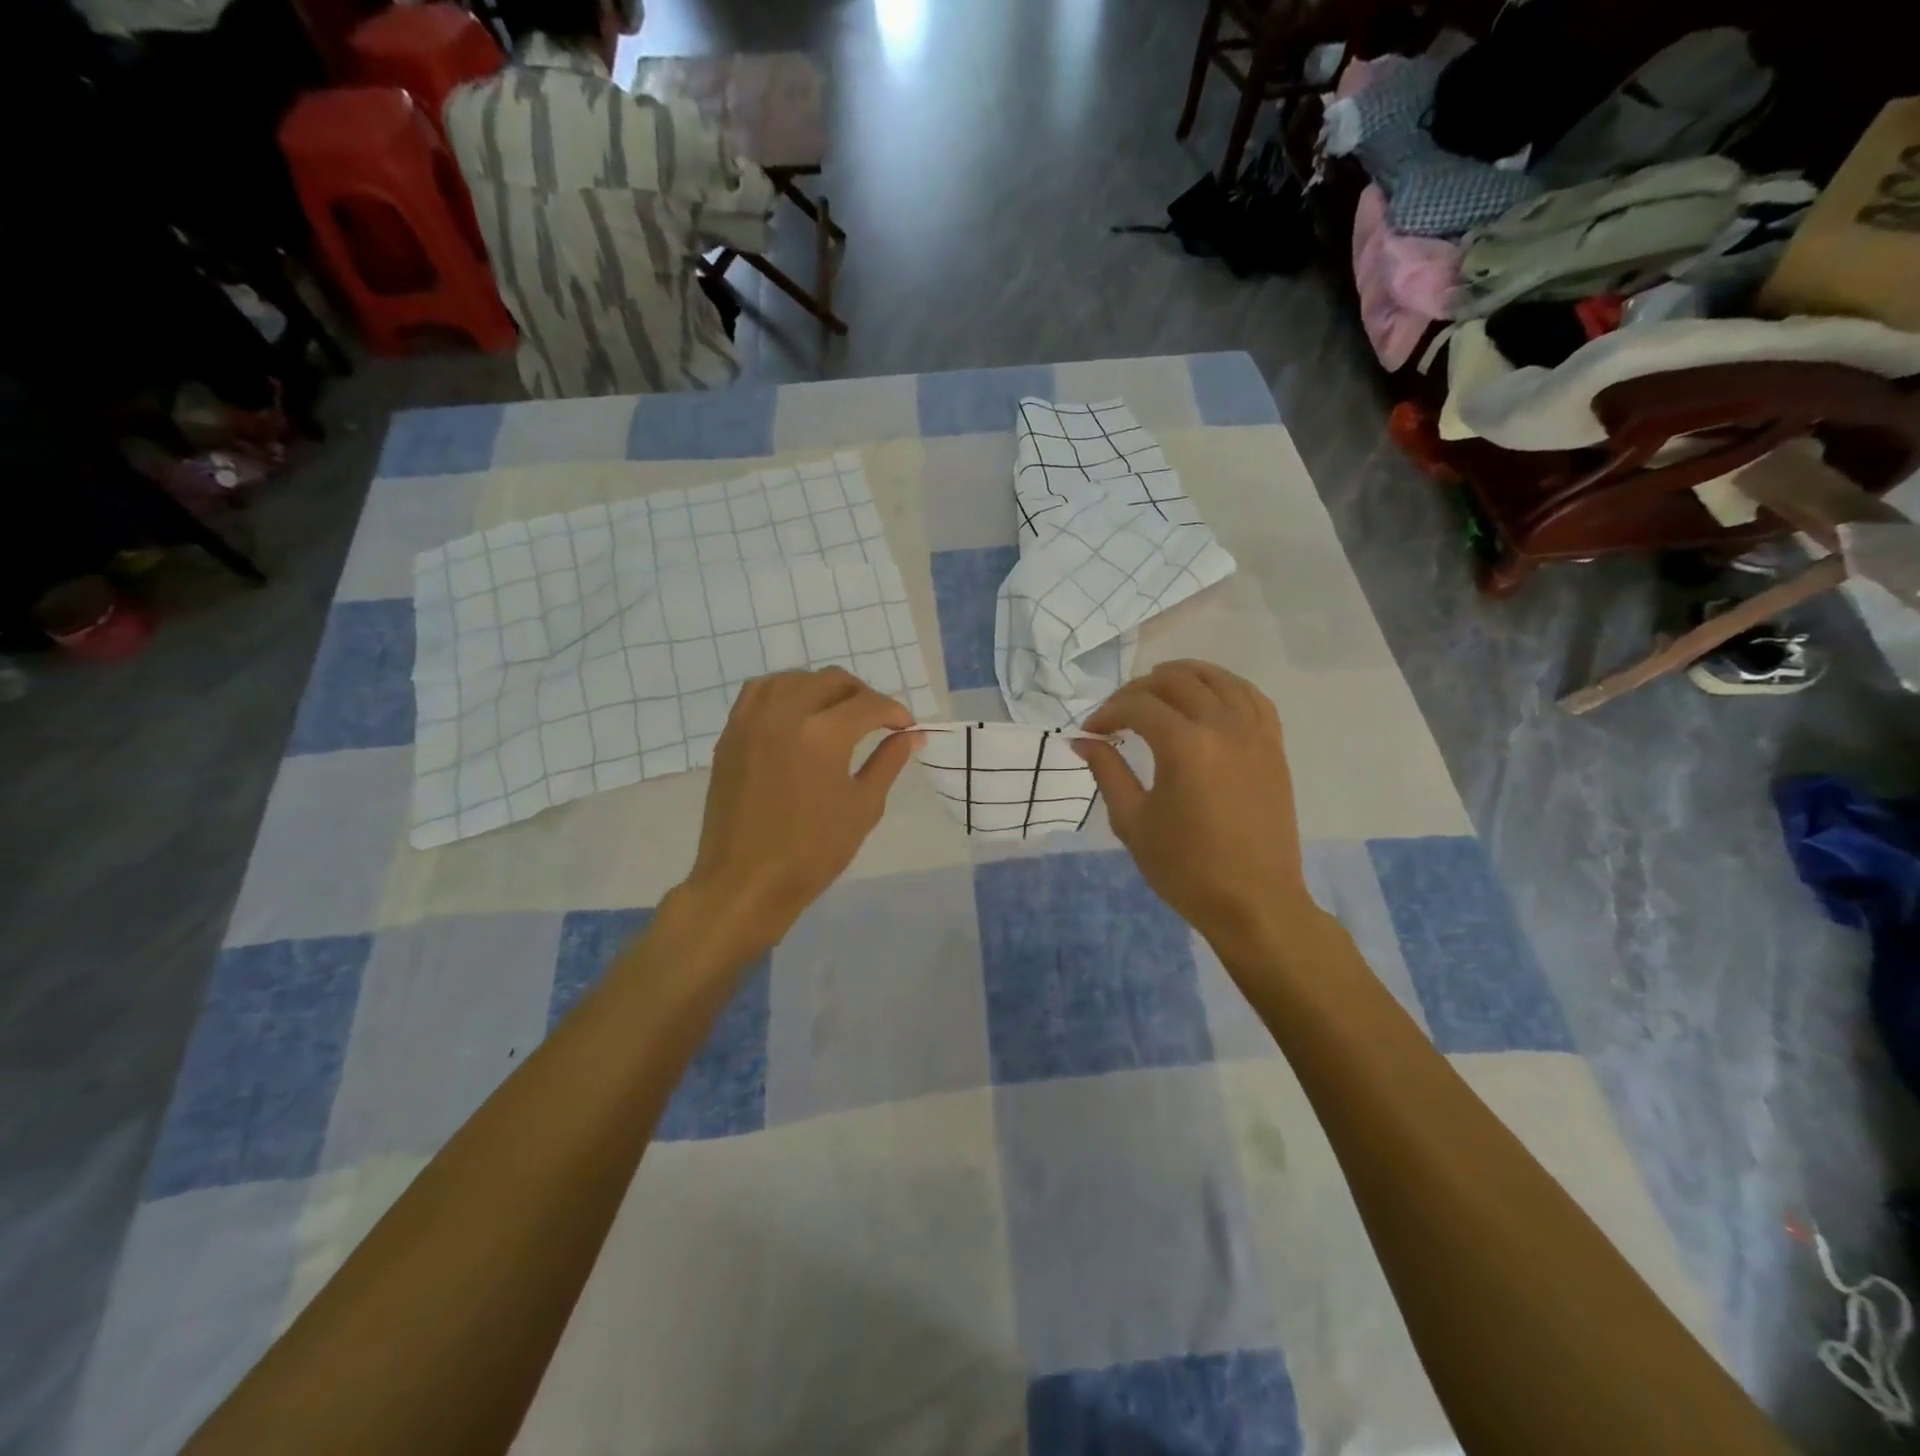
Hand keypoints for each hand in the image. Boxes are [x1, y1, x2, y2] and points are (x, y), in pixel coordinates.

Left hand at [686, 668, 917, 954]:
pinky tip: (796, 712)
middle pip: (832, 681)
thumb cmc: (813, 851)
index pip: (869, 705)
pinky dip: (785, 691)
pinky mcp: (731, 733)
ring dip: (823, 688)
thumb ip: (888, 762)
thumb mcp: (863, 807)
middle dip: (863, 695)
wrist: (746, 880)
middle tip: (877, 721)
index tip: (906, 728)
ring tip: (837, 713)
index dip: (895, 712)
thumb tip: (911, 735)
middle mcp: (785, 714)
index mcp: (823, 735)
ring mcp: (752, 720)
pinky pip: (760, 691)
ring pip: (794, 678)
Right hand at [1077, 661, 1313, 957]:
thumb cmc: (1185, 868)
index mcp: (1185, 745)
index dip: (1108, 713)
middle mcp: (1223, 726)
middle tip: (1118, 712)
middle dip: (1138, 690)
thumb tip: (1083, 741)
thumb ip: (1107, 772)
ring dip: (1183, 675)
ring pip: (1218, 679)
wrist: (1254, 901)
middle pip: (1176, 682)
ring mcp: (1255, 733)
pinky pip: (1252, 697)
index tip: (1090, 732)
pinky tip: (1208, 696)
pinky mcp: (1273, 746)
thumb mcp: (1133, 821)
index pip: (1138, 706)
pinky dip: (1225, 686)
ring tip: (1157, 687)